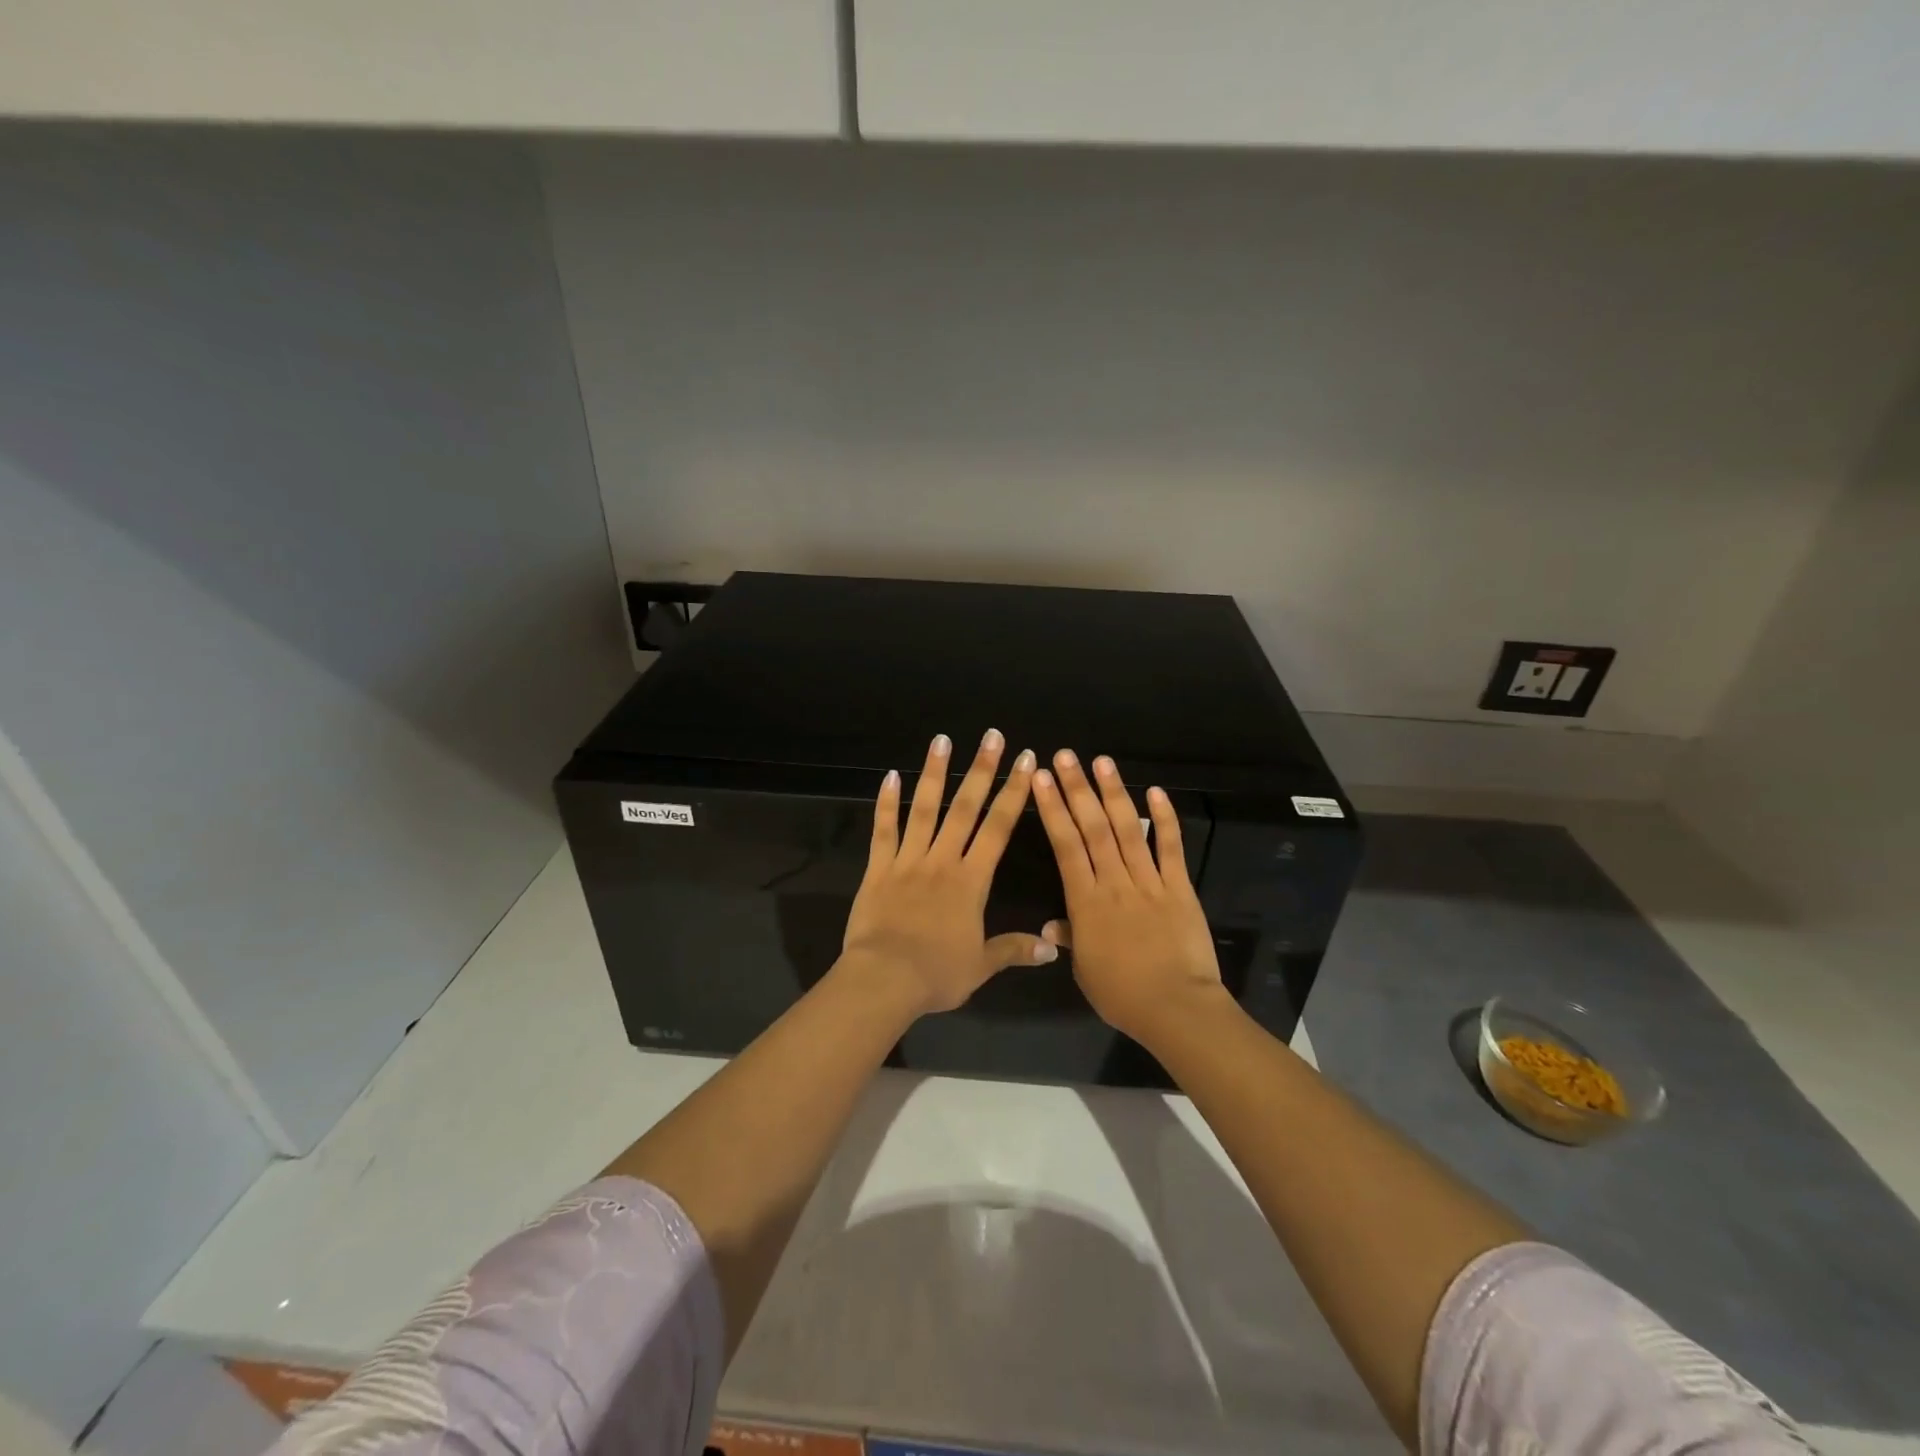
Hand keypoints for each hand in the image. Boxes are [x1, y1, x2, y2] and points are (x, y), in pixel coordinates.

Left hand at [840, 730, 1053, 1016]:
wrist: (884, 979)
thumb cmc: (936, 973)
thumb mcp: (981, 966)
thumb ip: (1014, 950)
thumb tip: (1053, 949)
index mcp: (971, 880)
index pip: (998, 828)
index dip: (1014, 792)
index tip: (1025, 762)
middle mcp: (942, 860)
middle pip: (965, 808)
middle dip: (981, 770)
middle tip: (991, 736)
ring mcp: (907, 861)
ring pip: (924, 809)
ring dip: (934, 773)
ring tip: (942, 740)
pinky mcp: (877, 869)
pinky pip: (883, 831)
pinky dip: (886, 804)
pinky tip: (890, 777)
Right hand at [1032, 750, 1226, 1045]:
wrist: (1176, 1008)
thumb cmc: (1122, 994)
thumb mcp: (1085, 971)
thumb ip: (1070, 939)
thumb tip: (1050, 926)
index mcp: (1085, 901)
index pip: (1065, 846)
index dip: (1052, 810)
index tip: (1041, 780)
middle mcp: (1114, 882)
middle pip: (1092, 828)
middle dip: (1077, 790)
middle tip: (1065, 756)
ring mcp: (1149, 882)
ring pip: (1127, 830)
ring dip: (1114, 793)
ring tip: (1101, 762)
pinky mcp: (1179, 888)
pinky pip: (1170, 848)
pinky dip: (1163, 819)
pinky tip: (1156, 792)